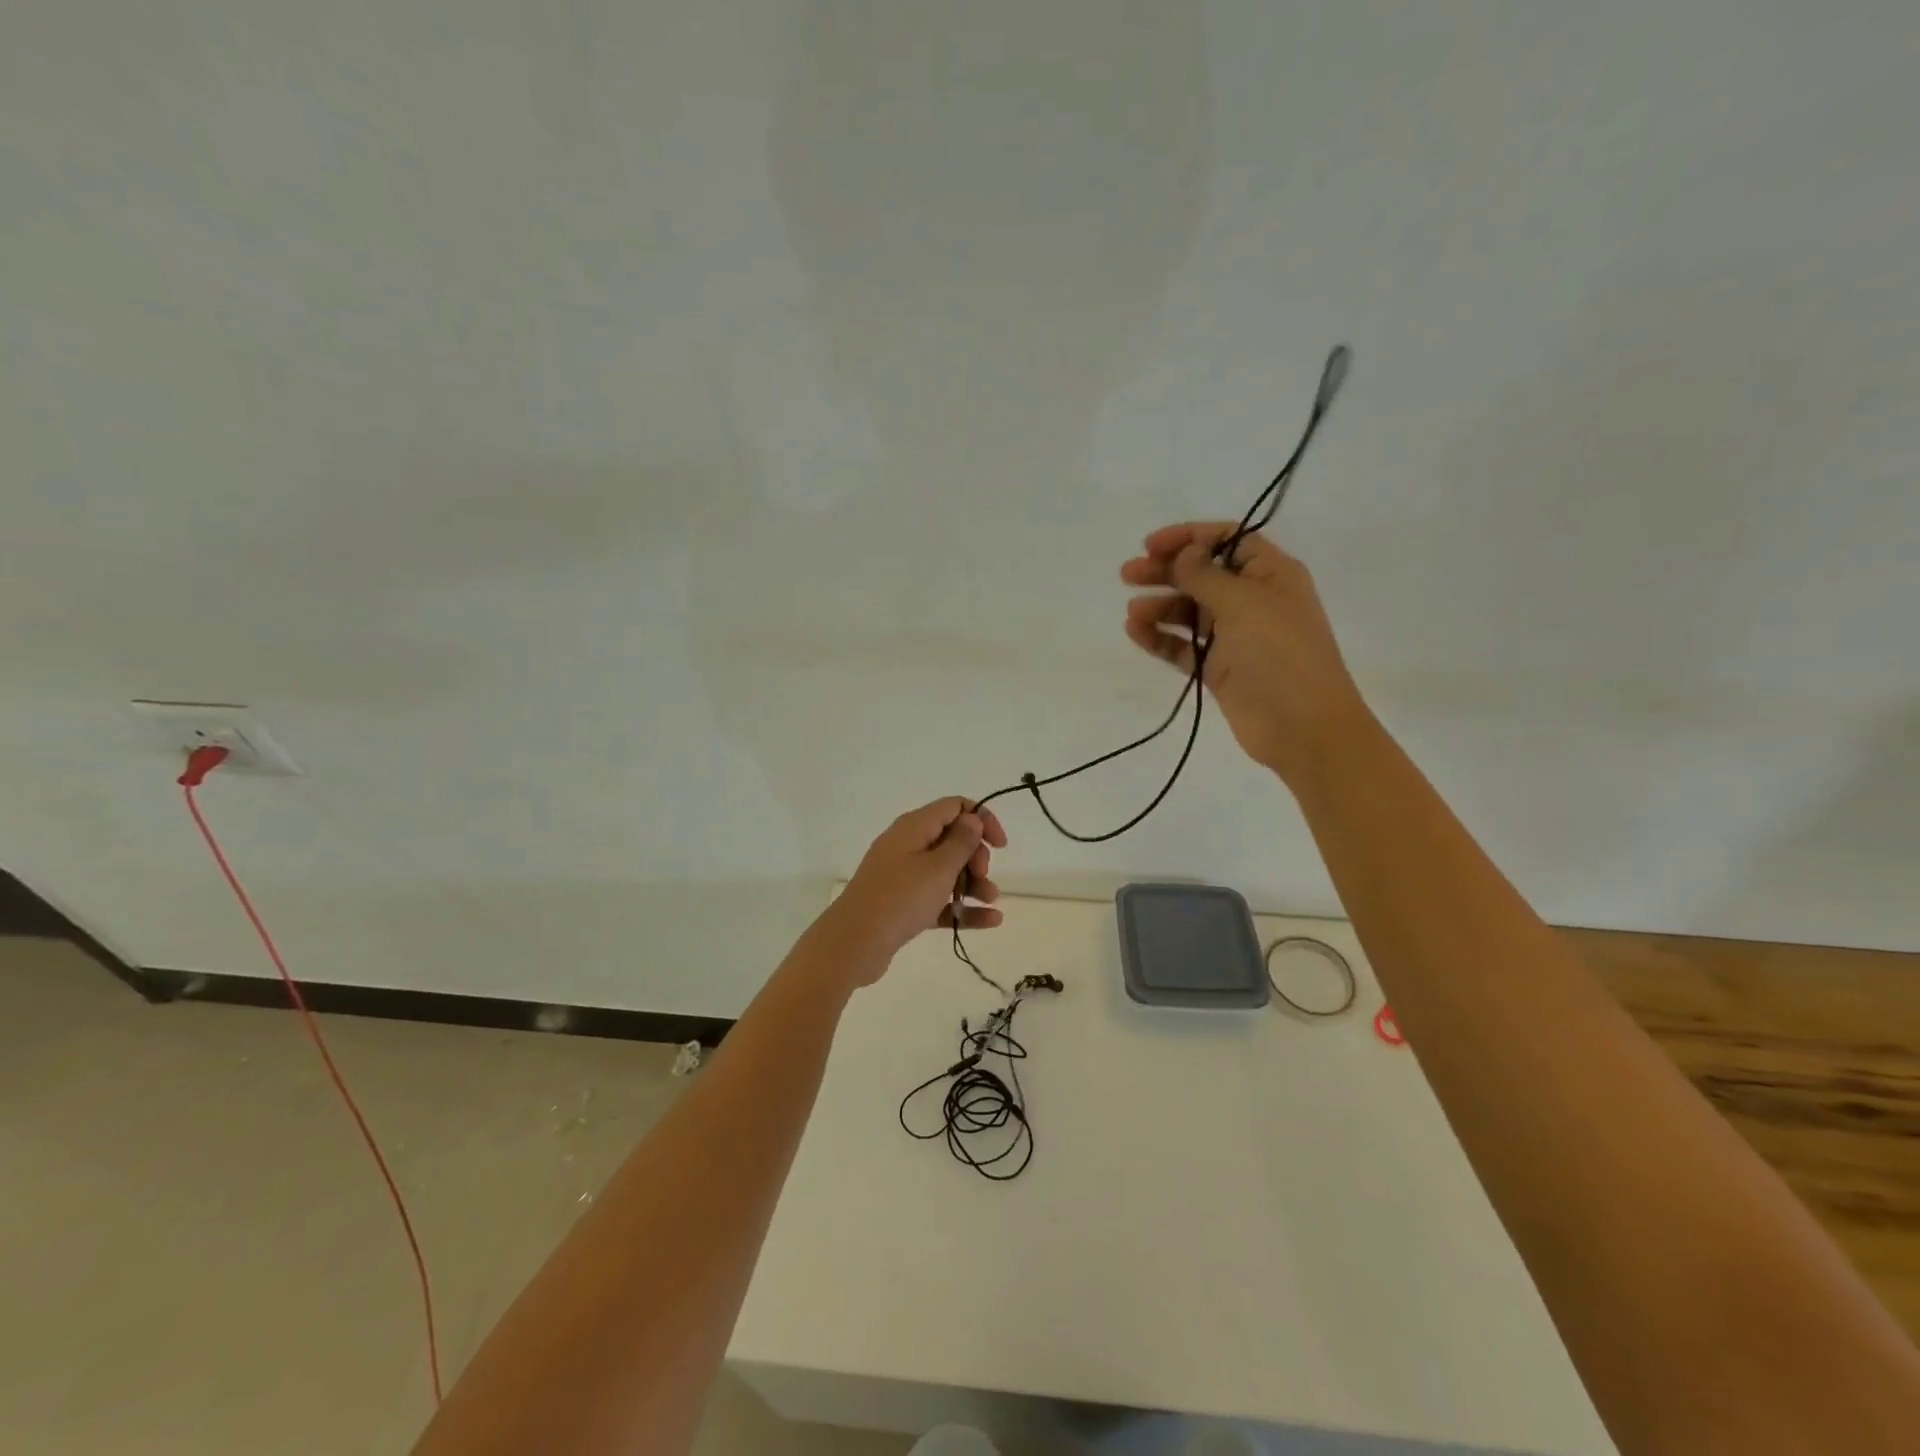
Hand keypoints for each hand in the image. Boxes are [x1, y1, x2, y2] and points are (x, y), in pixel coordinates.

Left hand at [818, 797, 1006, 979]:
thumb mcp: (939, 867)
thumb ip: (961, 842)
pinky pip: (939, 899)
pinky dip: (962, 906)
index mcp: (914, 827)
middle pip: (952, 839)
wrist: (855, 943)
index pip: (954, 807)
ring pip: (947, 872)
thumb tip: (971, 818)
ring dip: (973, 883)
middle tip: (983, 876)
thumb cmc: (901, 897)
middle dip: (976, 856)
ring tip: (991, 901)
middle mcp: (908, 845)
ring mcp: (904, 876)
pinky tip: (991, 920)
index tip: (1000, 845)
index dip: (982, 819)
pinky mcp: (903, 904)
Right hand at [1121, 522, 1370, 790]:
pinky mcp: (1219, 669)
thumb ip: (1205, 575)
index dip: (1189, 537)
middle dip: (1166, 571)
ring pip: (1190, 611)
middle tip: (1128, 574)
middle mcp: (1253, 600)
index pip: (1228, 540)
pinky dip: (1160, 638)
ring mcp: (1236, 636)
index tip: (1151, 546)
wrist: (1301, 726)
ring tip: (1133, 613)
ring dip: (1160, 606)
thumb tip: (1184, 554)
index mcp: (1271, 574)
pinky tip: (1136, 632)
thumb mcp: (1243, 602)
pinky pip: (1183, 645)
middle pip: (1203, 575)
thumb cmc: (1279, 653)